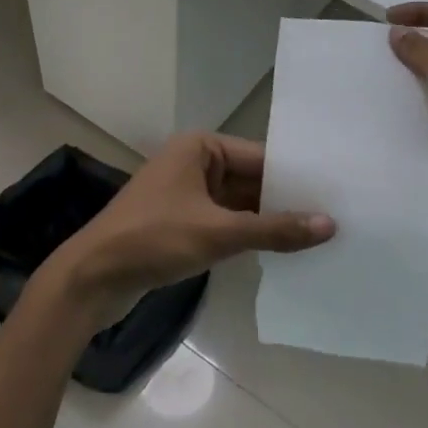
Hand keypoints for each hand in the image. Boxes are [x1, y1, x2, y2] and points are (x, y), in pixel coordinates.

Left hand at [47, 133, 335, 324]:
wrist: (91, 279)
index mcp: (200, 148)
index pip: (260, 156)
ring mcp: (188, 194)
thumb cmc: (152, 240)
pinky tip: (283, 251)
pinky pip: (226, 222)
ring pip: (240, 204)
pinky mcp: (183, 223)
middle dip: (286, 200)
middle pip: (252, 179)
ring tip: (320, 235)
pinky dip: (249, 235)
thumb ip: (274, 229)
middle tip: (337, 216)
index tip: (337, 192)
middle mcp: (195, 163)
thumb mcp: (218, 233)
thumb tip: (329, 225)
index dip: (297, 175)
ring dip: (269, 221)